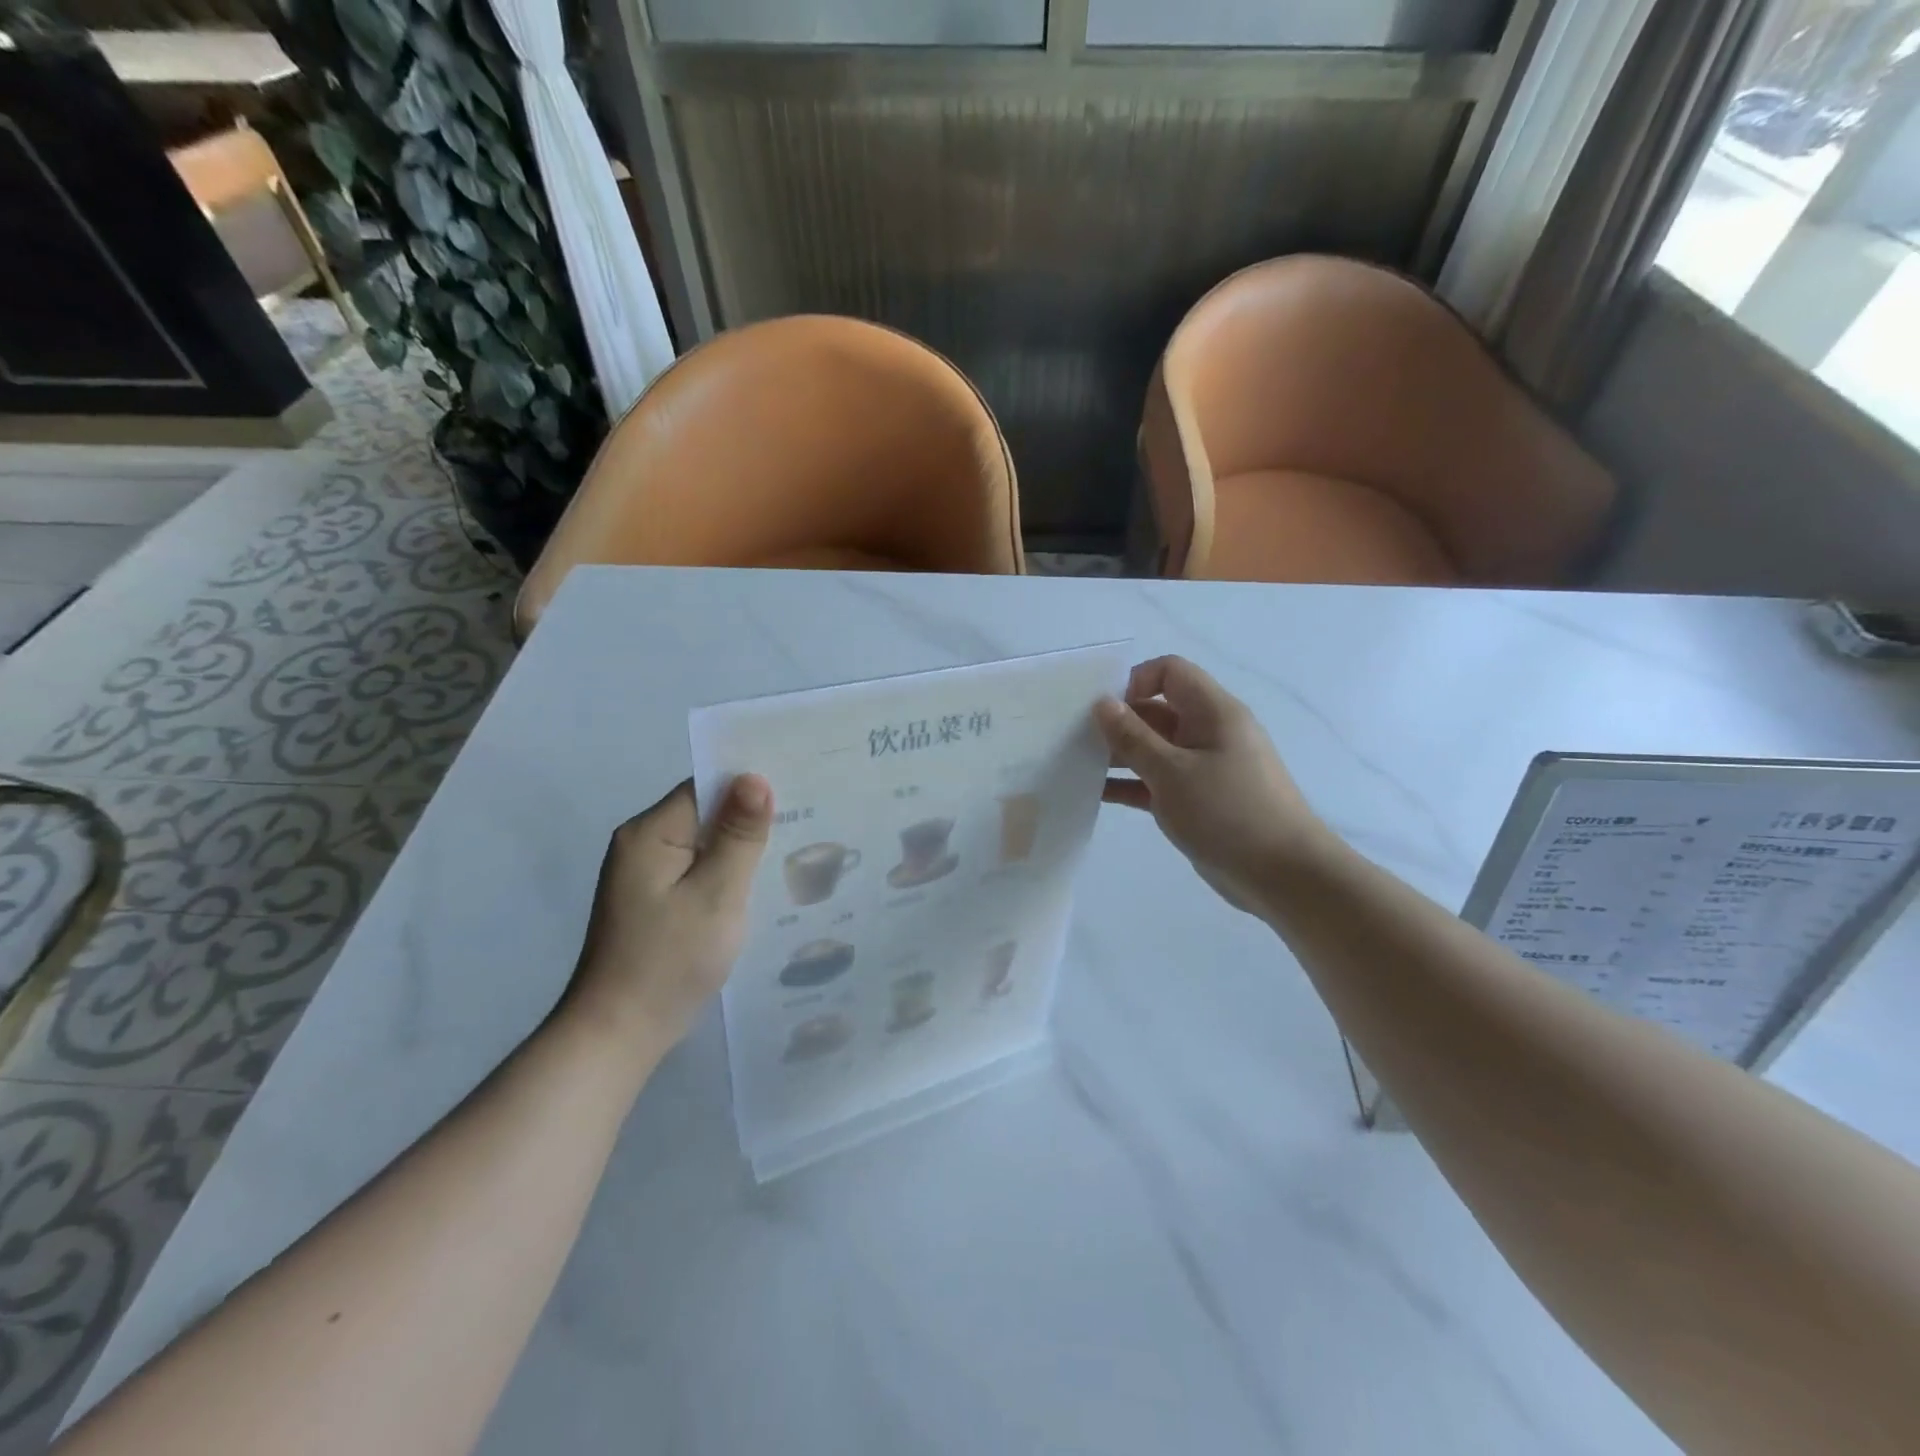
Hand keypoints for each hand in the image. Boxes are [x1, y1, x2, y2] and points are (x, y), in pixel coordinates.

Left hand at [561, 775, 772, 1066]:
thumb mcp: (717, 894)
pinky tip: (757, 887)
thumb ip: (739, 835)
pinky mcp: (653, 902)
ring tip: (792, 851)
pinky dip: (726, 874)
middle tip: (807, 822)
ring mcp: (645, 876)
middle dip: (750, 819)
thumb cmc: (669, 960)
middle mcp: (642, 845)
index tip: (797, 791)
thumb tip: (754, 777)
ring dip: (740, 849)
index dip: (750, 786)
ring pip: (705, 845)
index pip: (706, 787)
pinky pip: (697, 871)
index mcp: (650, 833)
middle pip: (706, 814)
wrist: (618, 1034)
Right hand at [1097, 656, 1329, 913]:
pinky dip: (1131, 784)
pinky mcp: (1198, 800)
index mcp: (1213, 712)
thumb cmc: (1229, 813)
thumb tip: (1103, 703)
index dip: (1134, 681)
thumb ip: (1133, 737)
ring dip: (1120, 755)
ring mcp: (1204, 767)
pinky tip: (1096, 794)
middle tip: (1075, 739)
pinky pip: (1157, 781)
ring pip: (1154, 748)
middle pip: (1157, 710)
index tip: (1102, 710)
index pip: (1170, 672)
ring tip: (1077, 766)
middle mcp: (1209, 732)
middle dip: (1118, 721)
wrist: (1284, 876)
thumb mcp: (1173, 773)